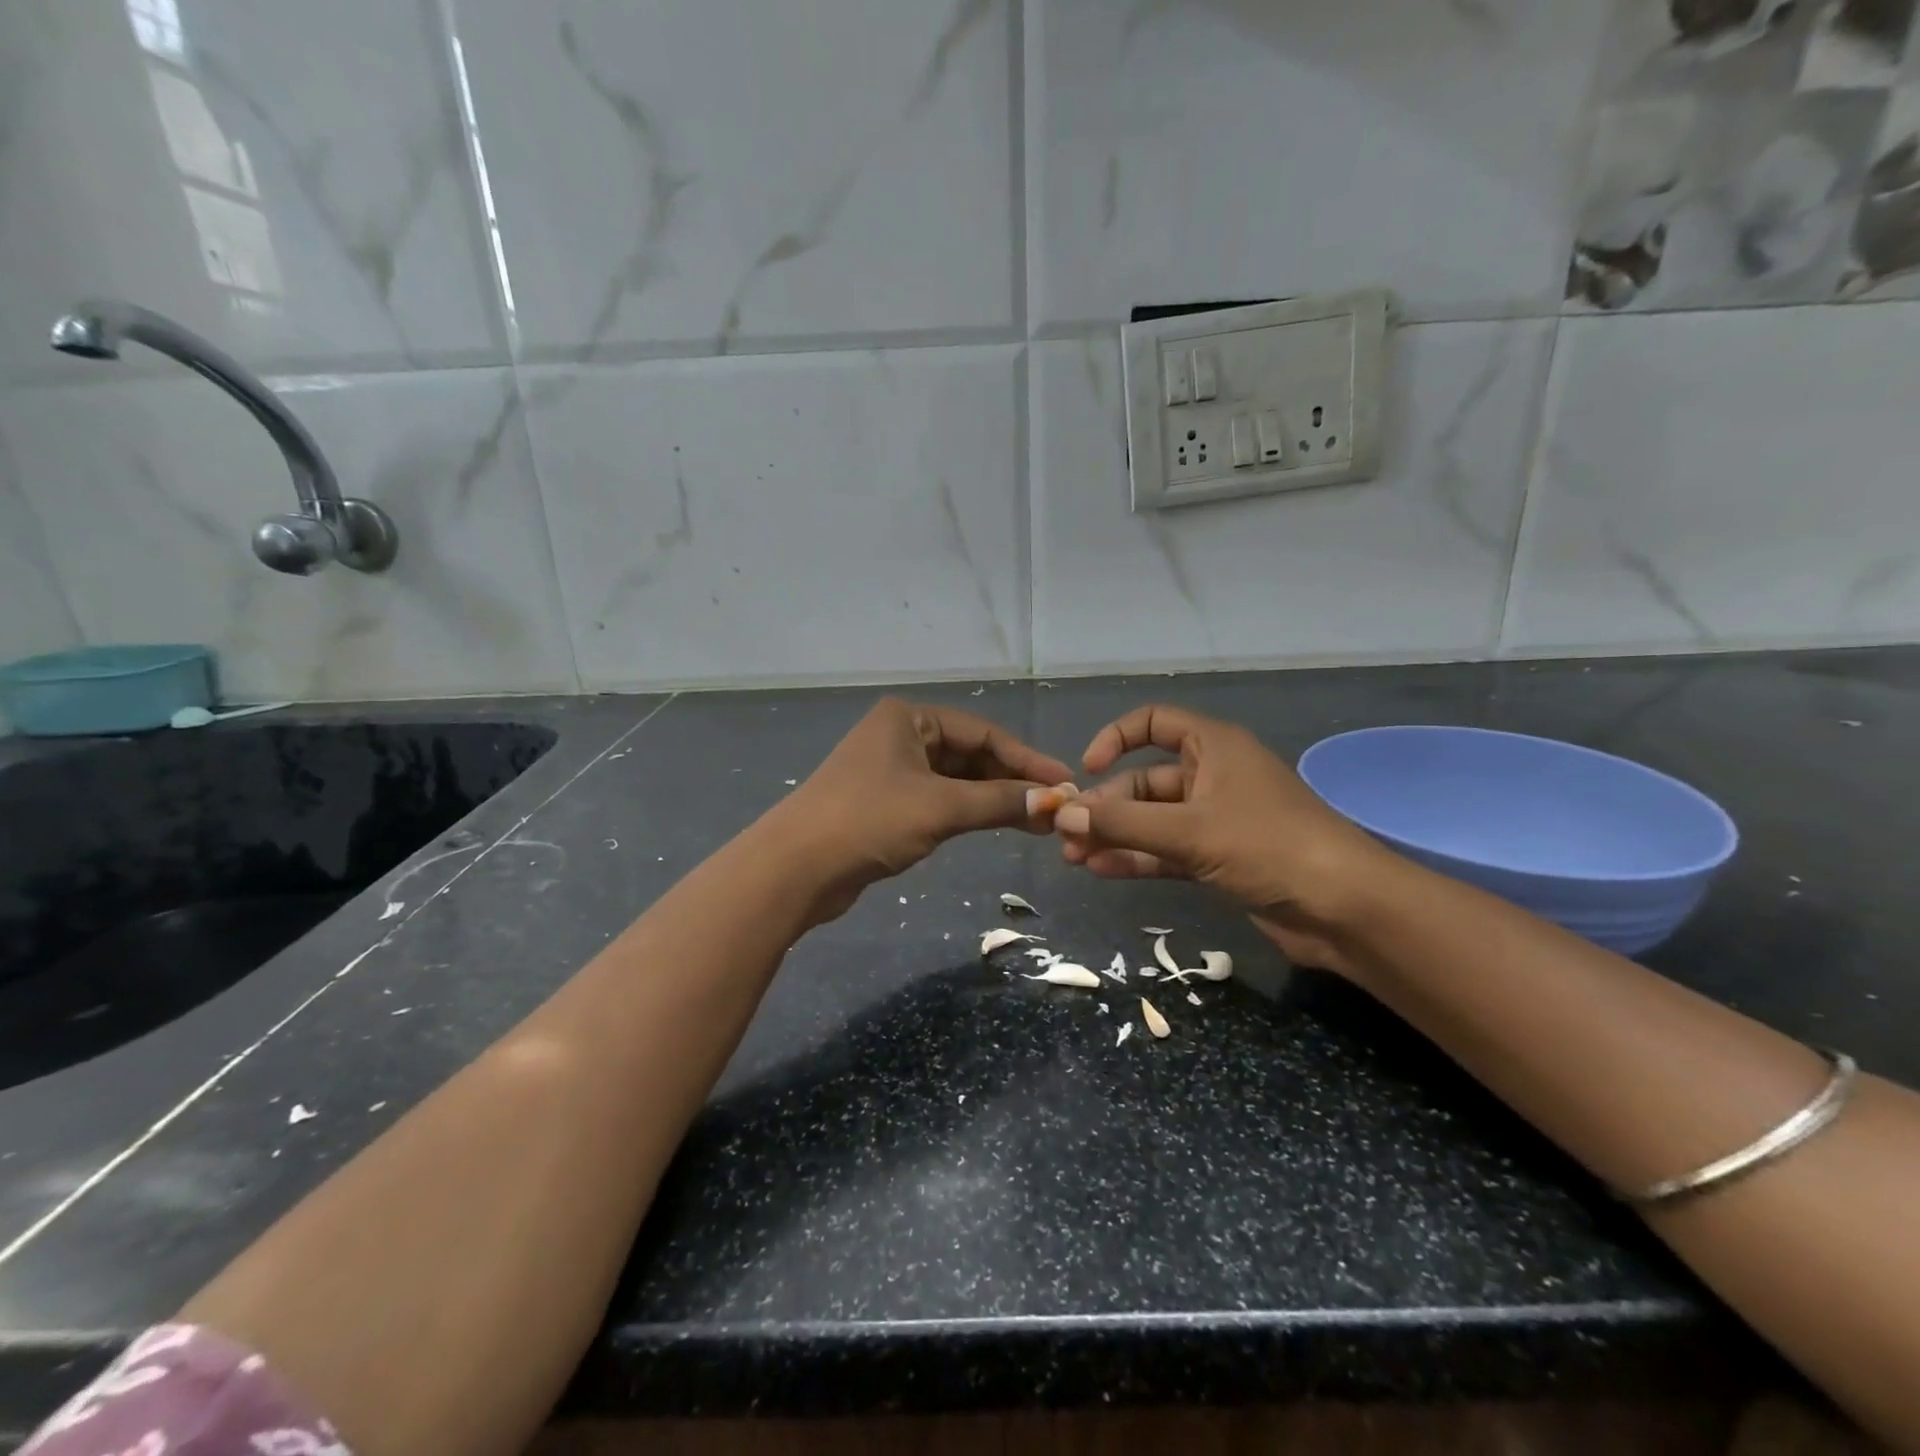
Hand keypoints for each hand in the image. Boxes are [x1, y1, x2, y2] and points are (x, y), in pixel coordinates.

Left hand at [773, 698, 1075, 923]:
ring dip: (992, 799)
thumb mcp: (940, 807)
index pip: (982, 732)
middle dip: (1011, 781)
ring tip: (1036, 821)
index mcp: (909, 718)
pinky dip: (967, 812)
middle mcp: (900, 736)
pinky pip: (938, 800)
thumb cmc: (869, 821)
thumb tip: (1053, 802)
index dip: (1026, 759)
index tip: (1065, 782)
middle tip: (1053, 807)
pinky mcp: (885, 804)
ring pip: (955, 780)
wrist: (795, 869)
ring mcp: (890, 770)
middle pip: (970, 754)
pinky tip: (996, 825)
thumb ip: (999, 802)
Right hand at [1053, 705, 1399, 973]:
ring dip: (1114, 835)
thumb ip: (1123, 823)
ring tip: (1073, 856)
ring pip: (1152, 820)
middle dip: (1105, 806)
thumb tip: (1063, 813)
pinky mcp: (1219, 858)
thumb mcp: (1190, 830)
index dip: (1115, 738)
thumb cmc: (1269, 846)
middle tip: (1066, 835)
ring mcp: (1215, 820)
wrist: (1345, 909)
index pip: (1153, 722)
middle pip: (1144, 781)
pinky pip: (1166, 850)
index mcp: (1212, 747)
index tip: (1086, 770)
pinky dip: (1136, 858)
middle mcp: (1211, 776)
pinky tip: (1101, 871)